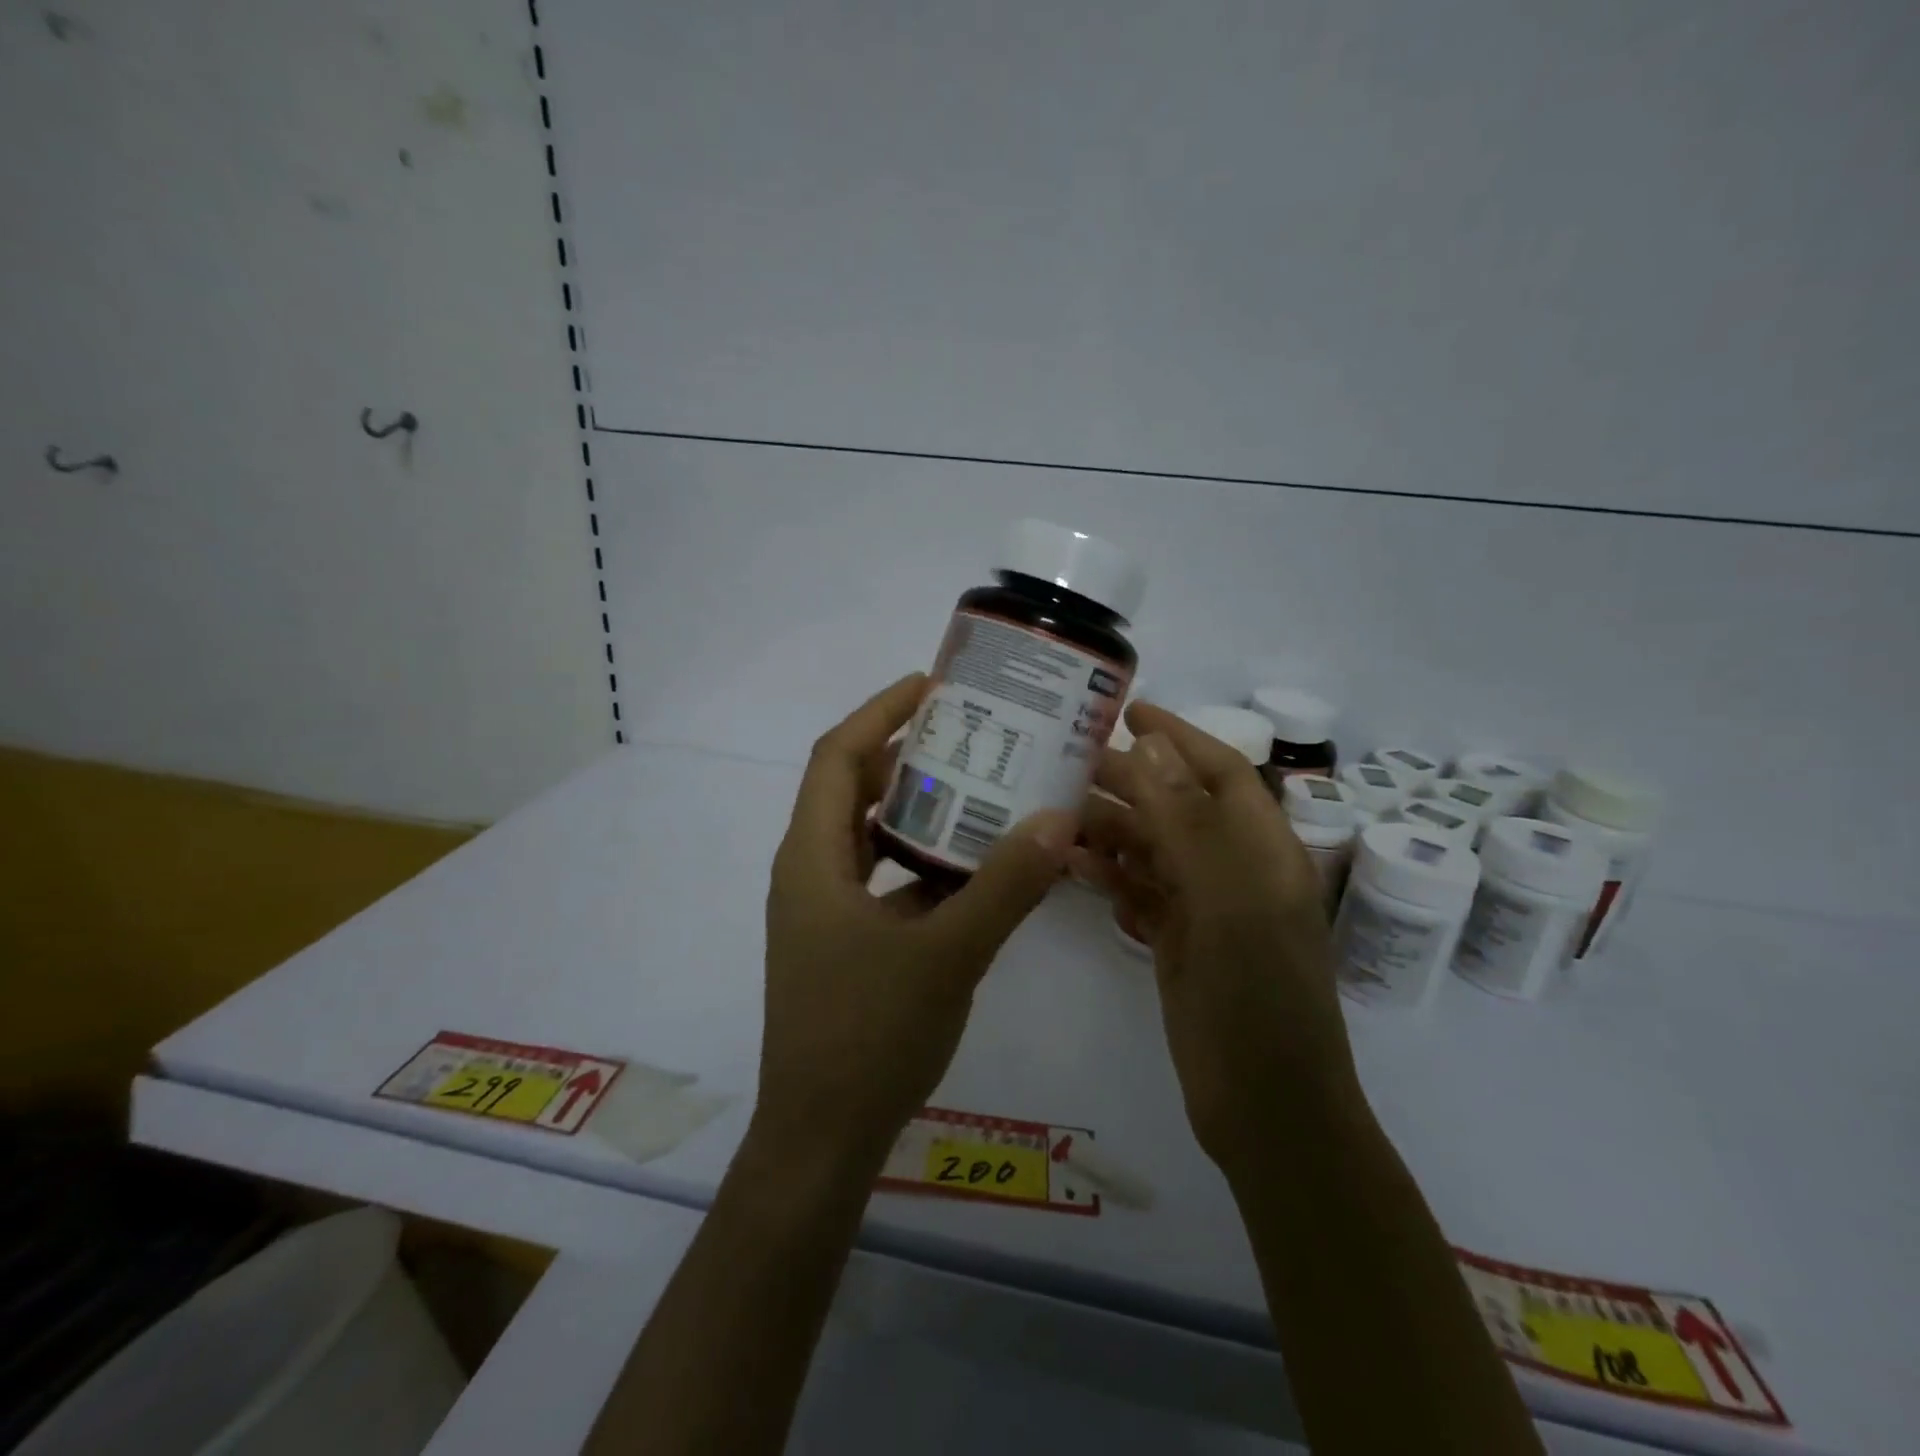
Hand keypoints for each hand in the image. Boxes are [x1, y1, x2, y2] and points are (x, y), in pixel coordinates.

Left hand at [755, 673, 1074, 1168]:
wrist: (821, 1138)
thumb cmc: (868, 1038)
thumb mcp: (947, 955)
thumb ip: (1004, 886)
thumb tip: (1057, 818)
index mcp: (812, 858)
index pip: (837, 755)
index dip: (880, 711)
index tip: (931, 685)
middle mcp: (809, 871)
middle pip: (851, 788)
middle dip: (904, 752)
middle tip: (969, 731)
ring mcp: (825, 910)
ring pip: (868, 835)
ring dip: (915, 807)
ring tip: (978, 785)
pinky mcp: (843, 942)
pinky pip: (882, 878)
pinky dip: (920, 859)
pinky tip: (972, 865)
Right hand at [1072, 703, 1361, 1169]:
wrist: (1267, 1111)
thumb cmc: (1257, 999)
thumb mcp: (1226, 903)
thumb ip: (1187, 823)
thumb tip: (1151, 745)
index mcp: (1263, 851)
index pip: (1221, 772)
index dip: (1179, 736)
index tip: (1129, 710)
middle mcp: (1236, 871)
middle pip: (1178, 808)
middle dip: (1130, 783)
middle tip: (1067, 765)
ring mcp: (1208, 910)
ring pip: (1154, 851)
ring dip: (1112, 832)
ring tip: (1058, 818)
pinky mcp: (1180, 944)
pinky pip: (1142, 894)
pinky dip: (1112, 879)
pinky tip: (1075, 872)